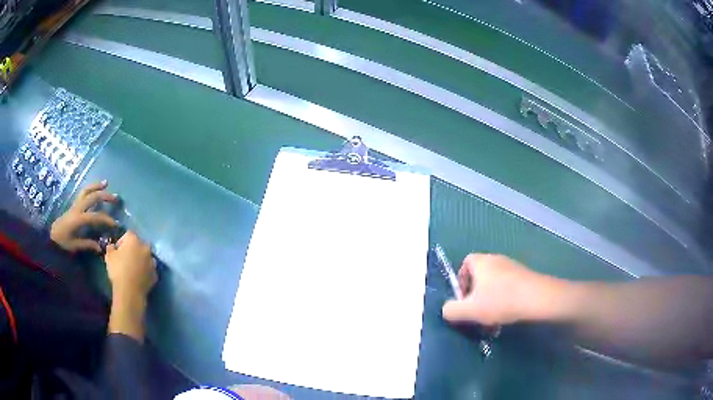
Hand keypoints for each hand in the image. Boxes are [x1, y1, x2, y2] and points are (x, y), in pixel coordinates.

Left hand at [50, 180, 116, 251]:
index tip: (116, 225)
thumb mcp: (74, 246)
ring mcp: (75, 204)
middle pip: (93, 197)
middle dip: (105, 196)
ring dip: (96, 186)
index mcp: (78, 219)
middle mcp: (77, 208)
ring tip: (106, 183)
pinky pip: (83, 192)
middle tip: (116, 198)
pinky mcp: (74, 205)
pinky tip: (95, 189)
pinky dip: (90, 188)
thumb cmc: (62, 242)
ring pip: (87, 190)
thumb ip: (87, 245)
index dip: (107, 220)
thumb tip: (100, 247)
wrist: (51, 236)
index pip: (95, 216)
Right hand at [105, 231, 156, 341]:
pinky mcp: (155, 274)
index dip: (122, 241)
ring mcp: (152, 261)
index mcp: (134, 240)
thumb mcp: (109, 256)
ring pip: (145, 257)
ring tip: (132, 269)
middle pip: (139, 245)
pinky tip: (138, 277)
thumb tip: (112, 247)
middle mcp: (146, 247)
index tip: (117, 250)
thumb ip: (111, 247)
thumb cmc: (118, 270)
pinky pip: (149, 269)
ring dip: (140, 260)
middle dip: (133, 250)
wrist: (130, 292)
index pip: (128, 234)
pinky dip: (145, 271)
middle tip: (125, 259)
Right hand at [442, 254, 549, 325]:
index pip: (465, 264)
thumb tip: (446, 310)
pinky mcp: (524, 277)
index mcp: (481, 262)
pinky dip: (504, 301)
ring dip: (490, 301)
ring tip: (492, 320)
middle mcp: (496, 259)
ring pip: (494, 285)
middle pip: (480, 276)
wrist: (537, 298)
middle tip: (477, 313)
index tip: (464, 300)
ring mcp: (512, 267)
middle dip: (476, 296)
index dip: (461, 282)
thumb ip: (451, 310)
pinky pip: (508, 288)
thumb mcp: (469, 310)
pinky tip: (506, 316)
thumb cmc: (500, 301)